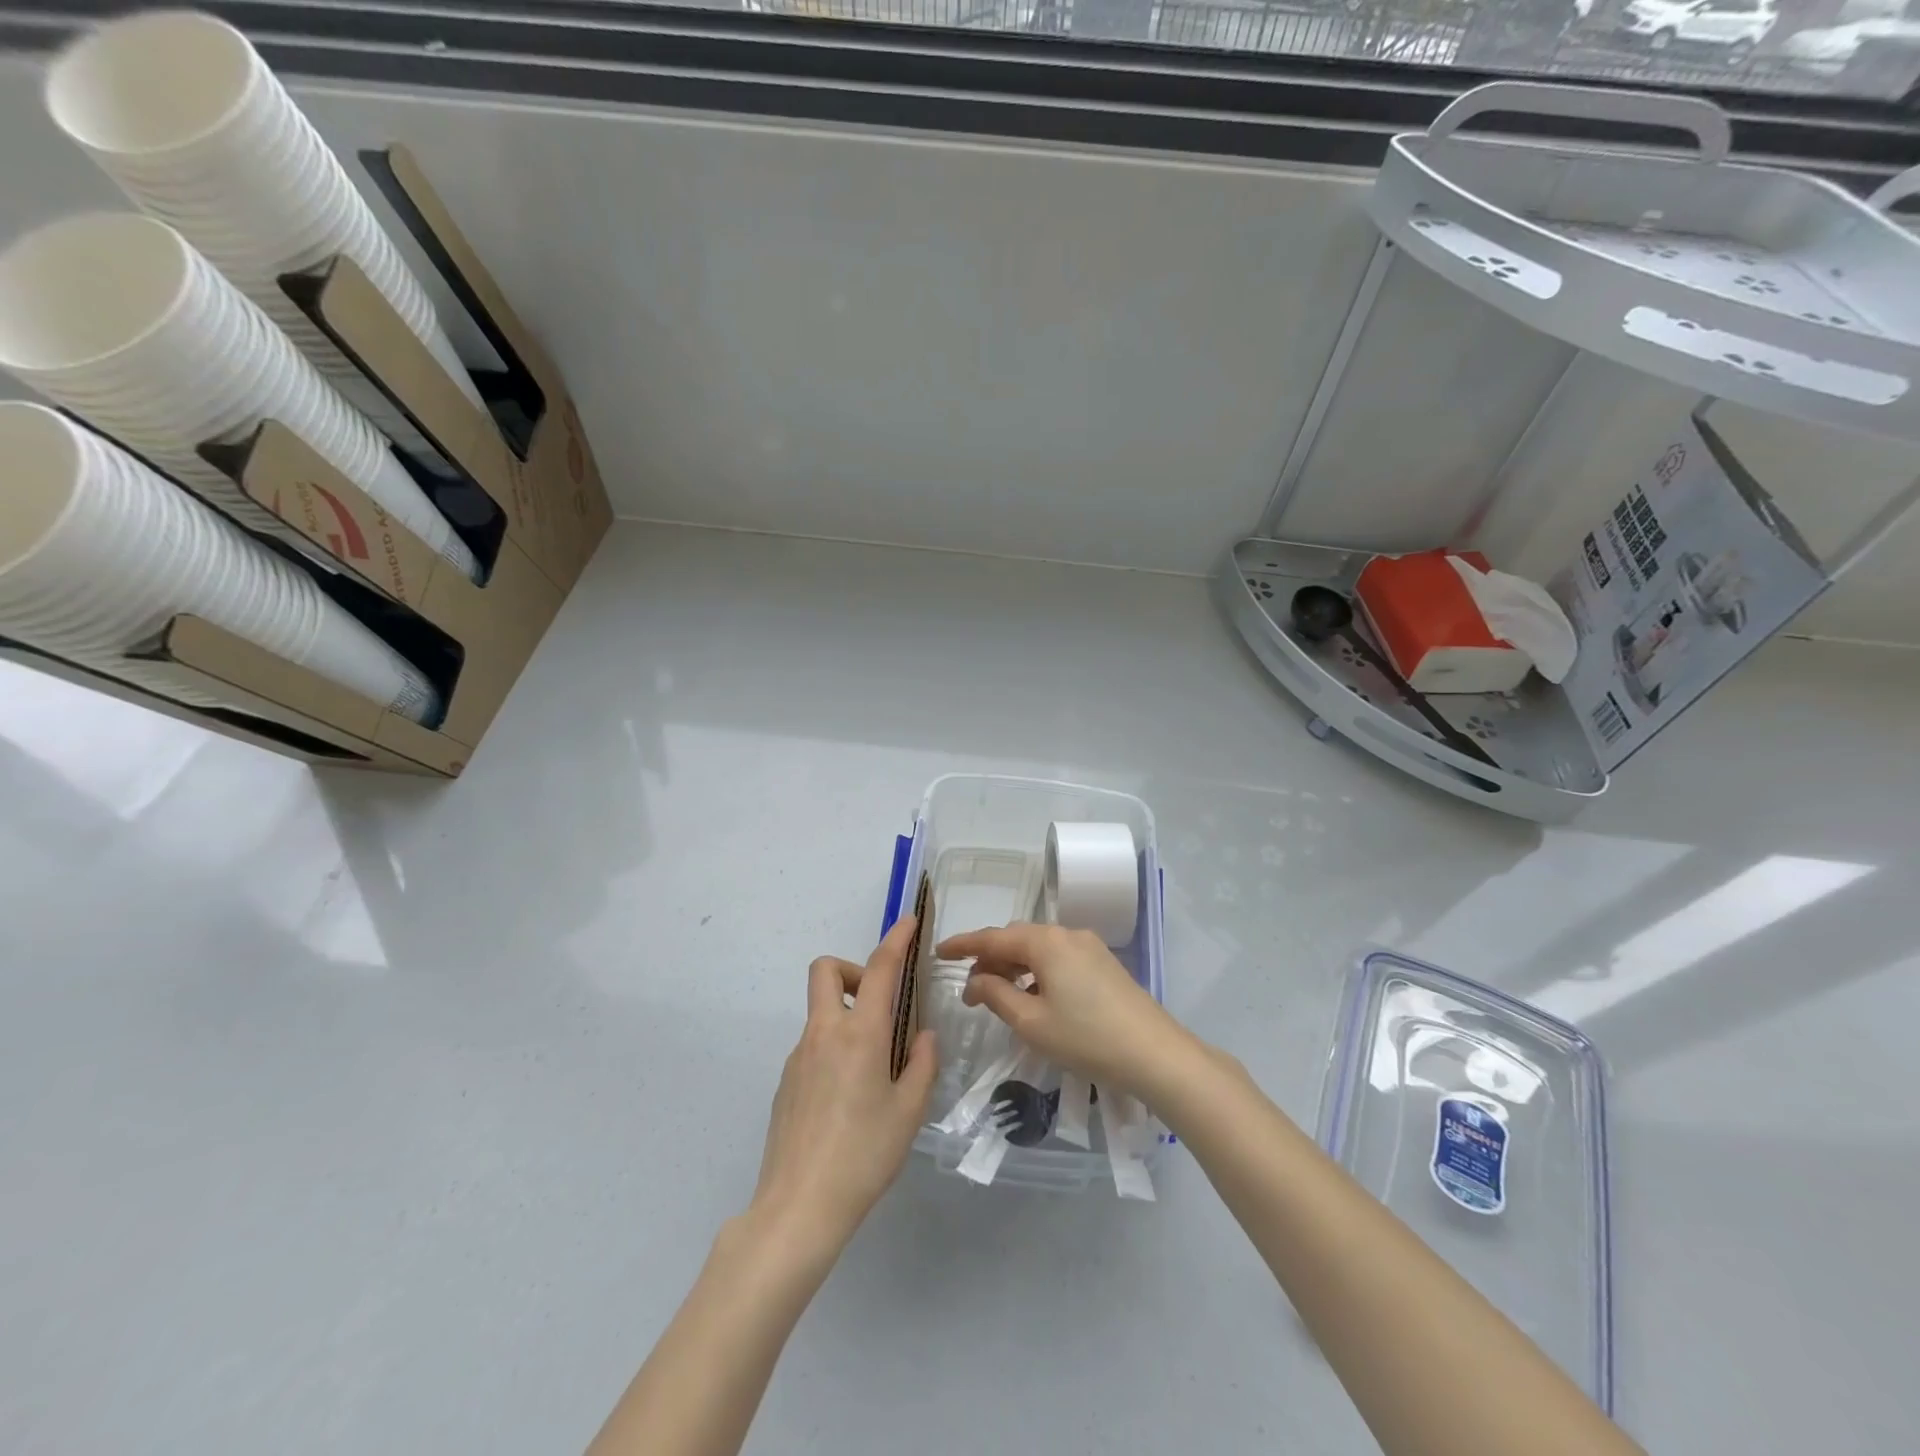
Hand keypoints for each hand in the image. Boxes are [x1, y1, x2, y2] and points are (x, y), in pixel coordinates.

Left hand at [750, 916, 936, 1257]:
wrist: (798, 1208)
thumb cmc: (864, 1156)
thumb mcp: (908, 1112)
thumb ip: (920, 1065)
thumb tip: (921, 1036)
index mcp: (860, 1034)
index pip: (879, 969)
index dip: (896, 939)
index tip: (908, 921)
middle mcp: (823, 1033)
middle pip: (825, 970)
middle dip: (852, 969)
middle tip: (878, 1003)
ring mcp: (797, 1057)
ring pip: (820, 1013)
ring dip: (846, 1018)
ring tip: (873, 1072)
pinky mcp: (784, 1082)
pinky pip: (812, 1047)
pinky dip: (833, 1051)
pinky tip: (847, 1101)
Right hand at [934, 923, 1189, 1098]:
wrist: (1155, 1054)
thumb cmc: (1086, 1038)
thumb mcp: (1031, 1022)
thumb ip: (996, 995)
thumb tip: (976, 980)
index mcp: (1046, 942)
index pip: (994, 937)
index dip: (963, 944)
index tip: (939, 952)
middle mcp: (1067, 934)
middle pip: (1017, 938)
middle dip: (990, 957)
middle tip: (969, 986)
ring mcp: (1089, 947)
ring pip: (1039, 948)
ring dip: (1014, 966)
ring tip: (997, 994)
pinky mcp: (1103, 964)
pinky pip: (1058, 958)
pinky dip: (1037, 972)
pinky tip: (1033, 997)